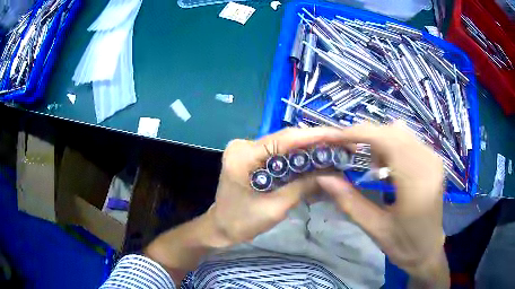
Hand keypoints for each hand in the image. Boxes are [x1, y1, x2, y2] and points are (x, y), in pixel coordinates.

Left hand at [209, 127, 348, 246]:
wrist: (220, 227)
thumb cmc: (242, 222)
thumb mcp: (275, 208)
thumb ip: (303, 187)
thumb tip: (331, 173)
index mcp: (243, 156)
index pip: (285, 139)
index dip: (316, 136)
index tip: (341, 135)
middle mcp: (244, 145)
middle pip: (286, 139)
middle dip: (316, 141)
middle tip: (343, 143)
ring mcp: (247, 148)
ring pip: (285, 144)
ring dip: (309, 148)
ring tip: (335, 149)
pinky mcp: (252, 155)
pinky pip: (279, 152)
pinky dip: (298, 156)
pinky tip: (316, 158)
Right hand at [317, 122, 448, 285]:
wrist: (428, 250)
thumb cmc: (404, 245)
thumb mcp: (374, 229)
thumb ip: (349, 202)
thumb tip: (323, 177)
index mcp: (416, 182)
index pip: (387, 140)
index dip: (359, 133)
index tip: (335, 137)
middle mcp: (428, 162)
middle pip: (392, 131)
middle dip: (366, 138)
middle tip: (349, 155)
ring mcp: (433, 158)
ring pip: (400, 133)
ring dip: (380, 142)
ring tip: (372, 168)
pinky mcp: (433, 160)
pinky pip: (408, 140)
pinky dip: (391, 146)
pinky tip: (388, 169)